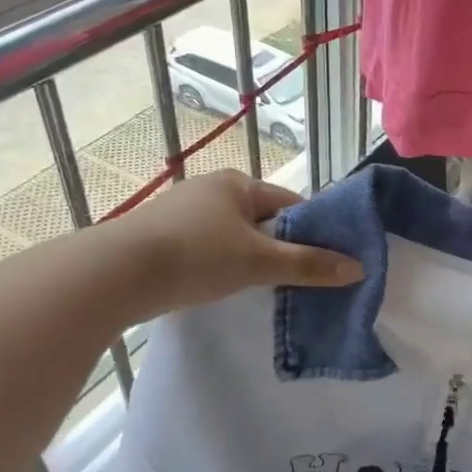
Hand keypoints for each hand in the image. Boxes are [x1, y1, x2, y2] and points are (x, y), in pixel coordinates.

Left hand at [101, 170, 360, 317]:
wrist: (113, 275)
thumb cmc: (196, 256)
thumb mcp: (260, 261)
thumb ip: (309, 264)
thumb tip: (358, 268)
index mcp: (237, 183)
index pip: (290, 204)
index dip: (311, 232)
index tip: (325, 260)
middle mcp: (210, 189)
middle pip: (262, 220)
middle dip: (279, 247)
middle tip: (295, 279)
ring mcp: (182, 212)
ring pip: (233, 236)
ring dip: (249, 259)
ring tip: (260, 288)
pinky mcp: (160, 237)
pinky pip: (207, 248)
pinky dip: (220, 265)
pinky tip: (220, 287)